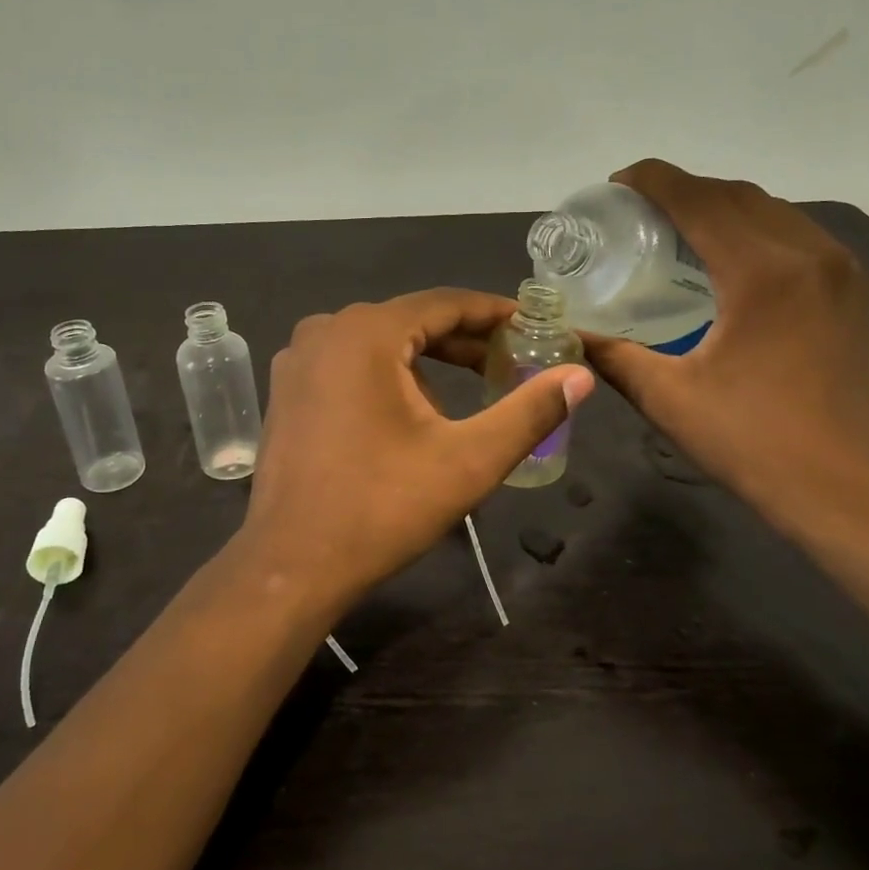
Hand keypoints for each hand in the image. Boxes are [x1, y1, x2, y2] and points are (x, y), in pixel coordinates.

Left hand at [236, 289, 595, 617]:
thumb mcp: (468, 461)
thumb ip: (529, 412)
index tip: (533, 325)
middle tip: (511, 361)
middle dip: (463, 341)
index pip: (445, 303)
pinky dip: (387, 377)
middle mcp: (325, 331)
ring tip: (467, 396)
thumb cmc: (382, 508)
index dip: (494, 313)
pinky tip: (410, 416)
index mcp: (366, 333)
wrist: (292, 566)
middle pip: (411, 321)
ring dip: (426, 363)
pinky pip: (349, 366)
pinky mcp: (287, 392)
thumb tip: (581, 376)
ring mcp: (298, 361)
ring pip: (379, 345)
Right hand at [581, 160, 868, 539]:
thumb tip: (568, 333)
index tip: (619, 183)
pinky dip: (763, 233)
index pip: (700, 200)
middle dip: (687, 191)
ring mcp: (846, 272)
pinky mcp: (861, 294)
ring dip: (726, 210)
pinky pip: (804, 239)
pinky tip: (739, 264)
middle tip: (643, 211)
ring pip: (776, 213)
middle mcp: (812, 255)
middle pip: (738, 196)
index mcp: (763, 273)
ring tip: (686, 232)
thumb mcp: (667, 398)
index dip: (655, 181)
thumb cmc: (750, 441)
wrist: (844, 489)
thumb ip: (612, 355)